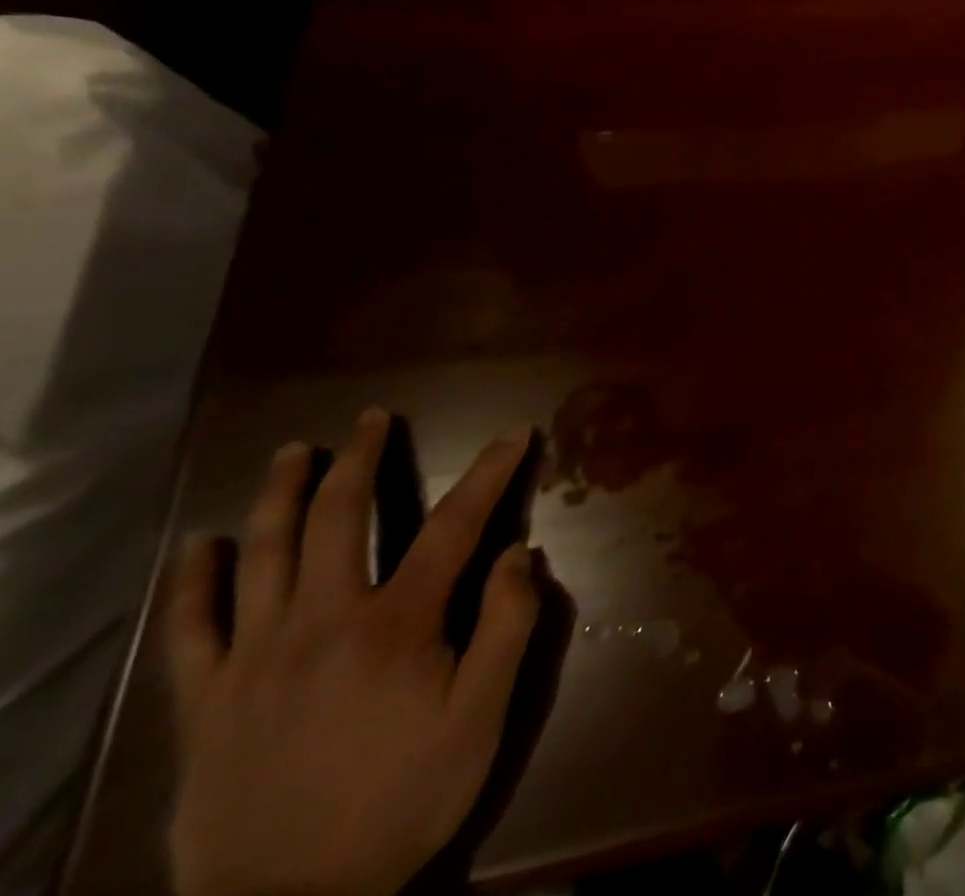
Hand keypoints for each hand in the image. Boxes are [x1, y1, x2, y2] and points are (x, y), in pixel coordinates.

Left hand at [168, 410, 539, 895]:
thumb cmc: (401, 802)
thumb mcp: (481, 719)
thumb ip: (506, 628)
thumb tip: (519, 553)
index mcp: (396, 624)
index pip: (454, 524)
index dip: (490, 472)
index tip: (515, 434)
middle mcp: (322, 622)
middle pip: (341, 518)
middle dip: (362, 459)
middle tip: (373, 418)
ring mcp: (254, 659)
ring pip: (264, 554)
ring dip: (282, 495)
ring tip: (296, 452)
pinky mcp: (206, 702)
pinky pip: (191, 630)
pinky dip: (195, 582)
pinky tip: (199, 546)